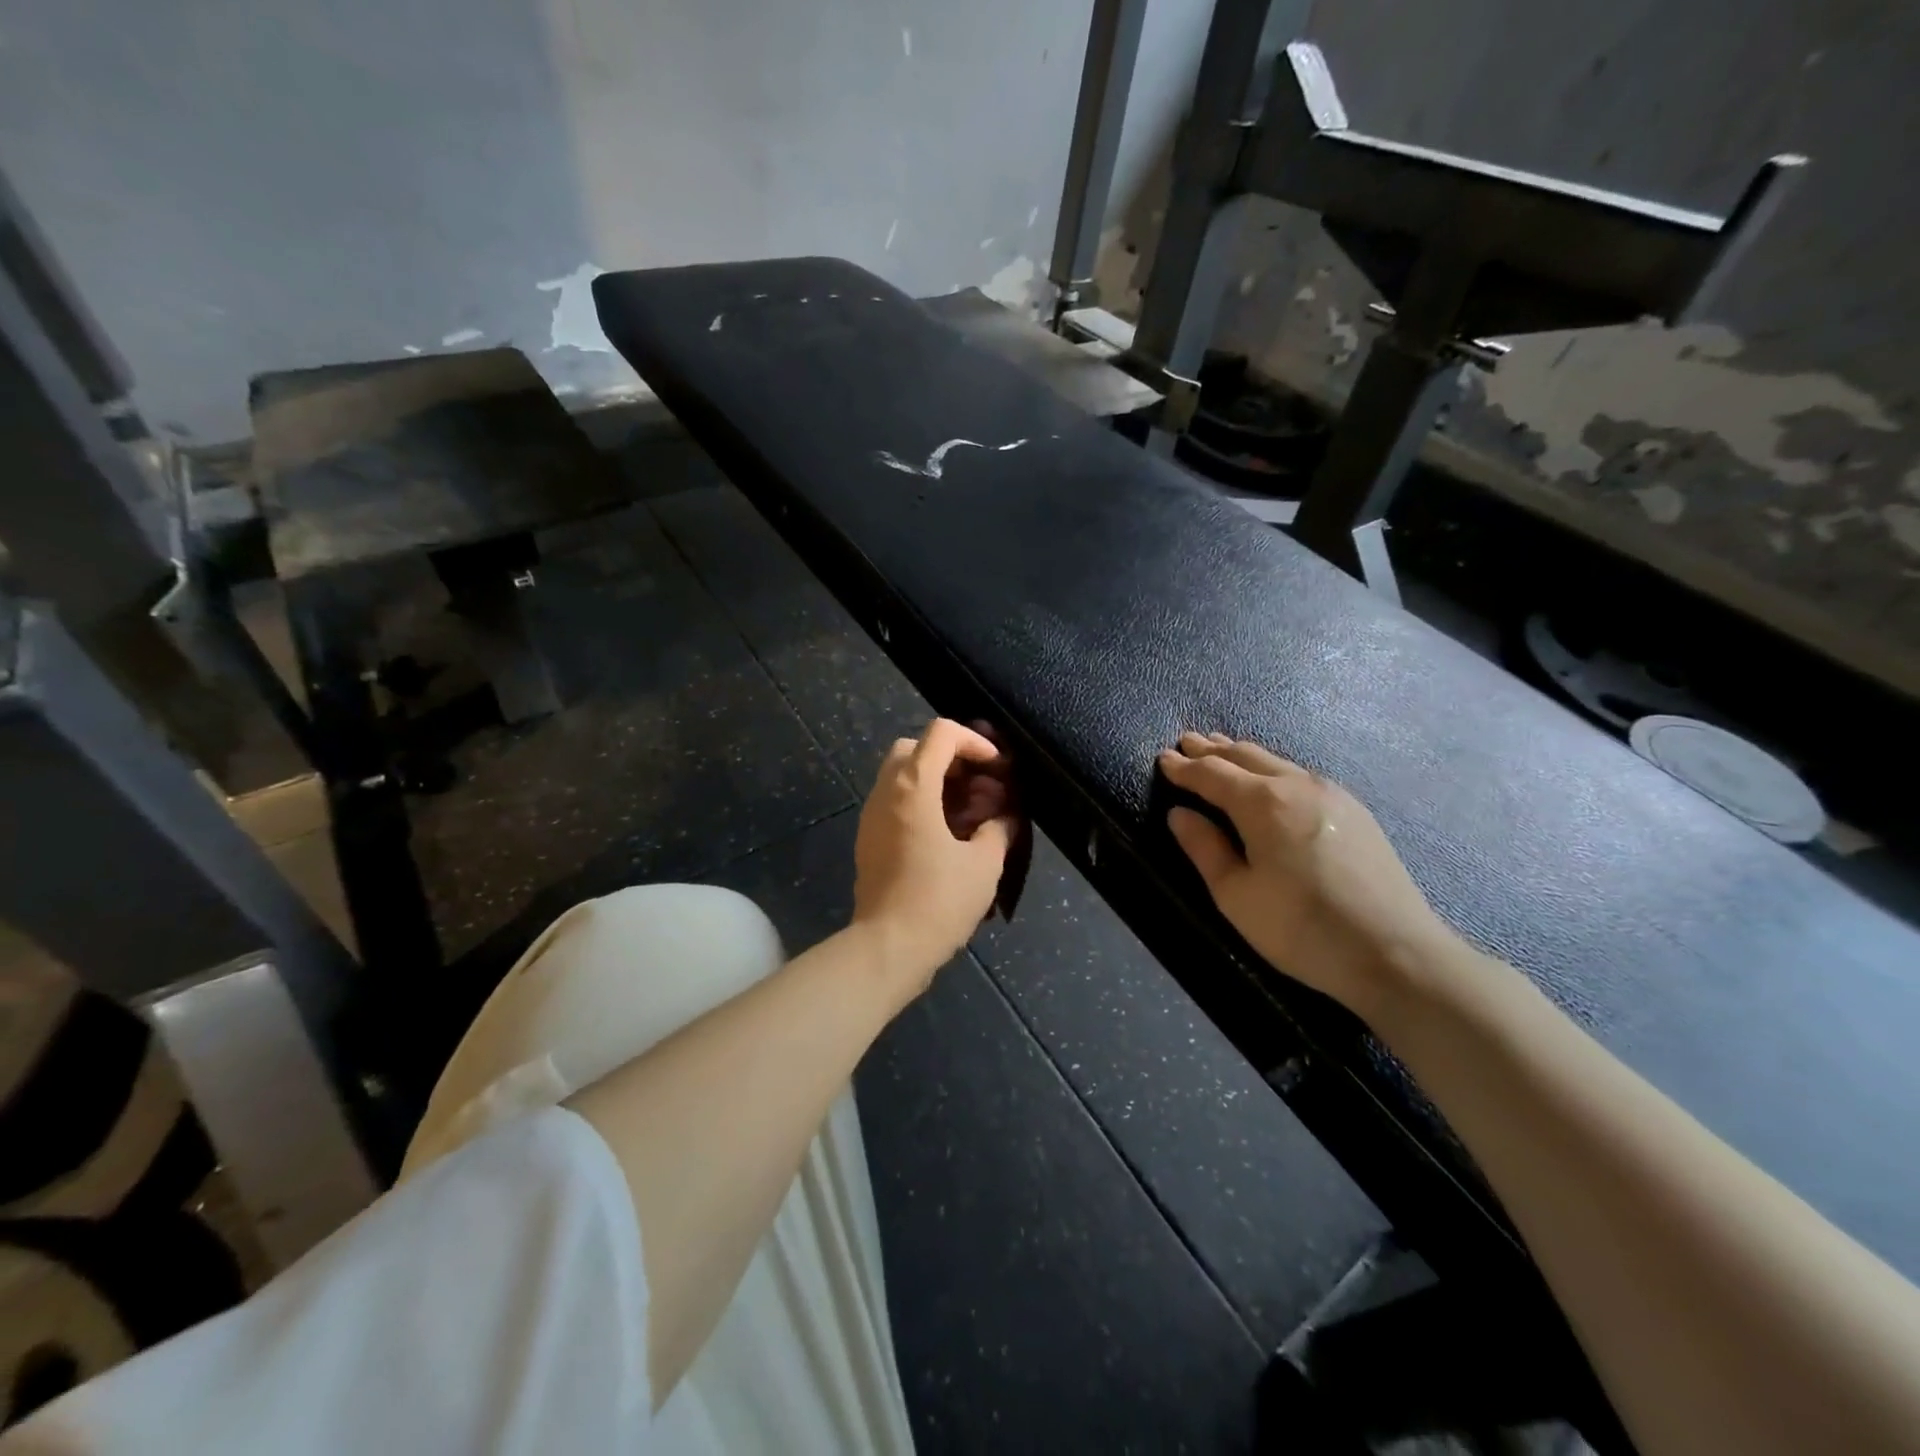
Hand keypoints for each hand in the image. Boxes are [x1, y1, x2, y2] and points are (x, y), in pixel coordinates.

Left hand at [853, 719, 1015, 994]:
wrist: (887, 948)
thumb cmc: (938, 900)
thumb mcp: (984, 864)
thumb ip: (999, 830)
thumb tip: (1005, 819)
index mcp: (913, 787)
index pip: (941, 733)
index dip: (974, 741)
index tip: (996, 768)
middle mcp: (886, 792)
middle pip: (914, 748)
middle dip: (950, 759)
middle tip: (978, 787)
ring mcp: (871, 816)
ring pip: (901, 776)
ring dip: (935, 783)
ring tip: (969, 814)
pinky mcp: (868, 840)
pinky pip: (894, 804)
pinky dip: (920, 805)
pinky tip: (947, 837)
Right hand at [1158, 733, 1453, 1018]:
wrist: (1396, 952)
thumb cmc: (1301, 928)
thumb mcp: (1236, 896)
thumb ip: (1204, 848)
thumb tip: (1179, 813)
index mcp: (1262, 803)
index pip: (1211, 774)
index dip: (1183, 767)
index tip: (1162, 758)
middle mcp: (1297, 785)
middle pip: (1245, 755)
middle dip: (1212, 750)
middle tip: (1187, 743)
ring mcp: (1332, 793)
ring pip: (1276, 762)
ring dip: (1243, 754)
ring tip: (1221, 750)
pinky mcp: (1355, 810)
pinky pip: (1300, 775)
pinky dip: (1272, 768)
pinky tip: (1270, 778)